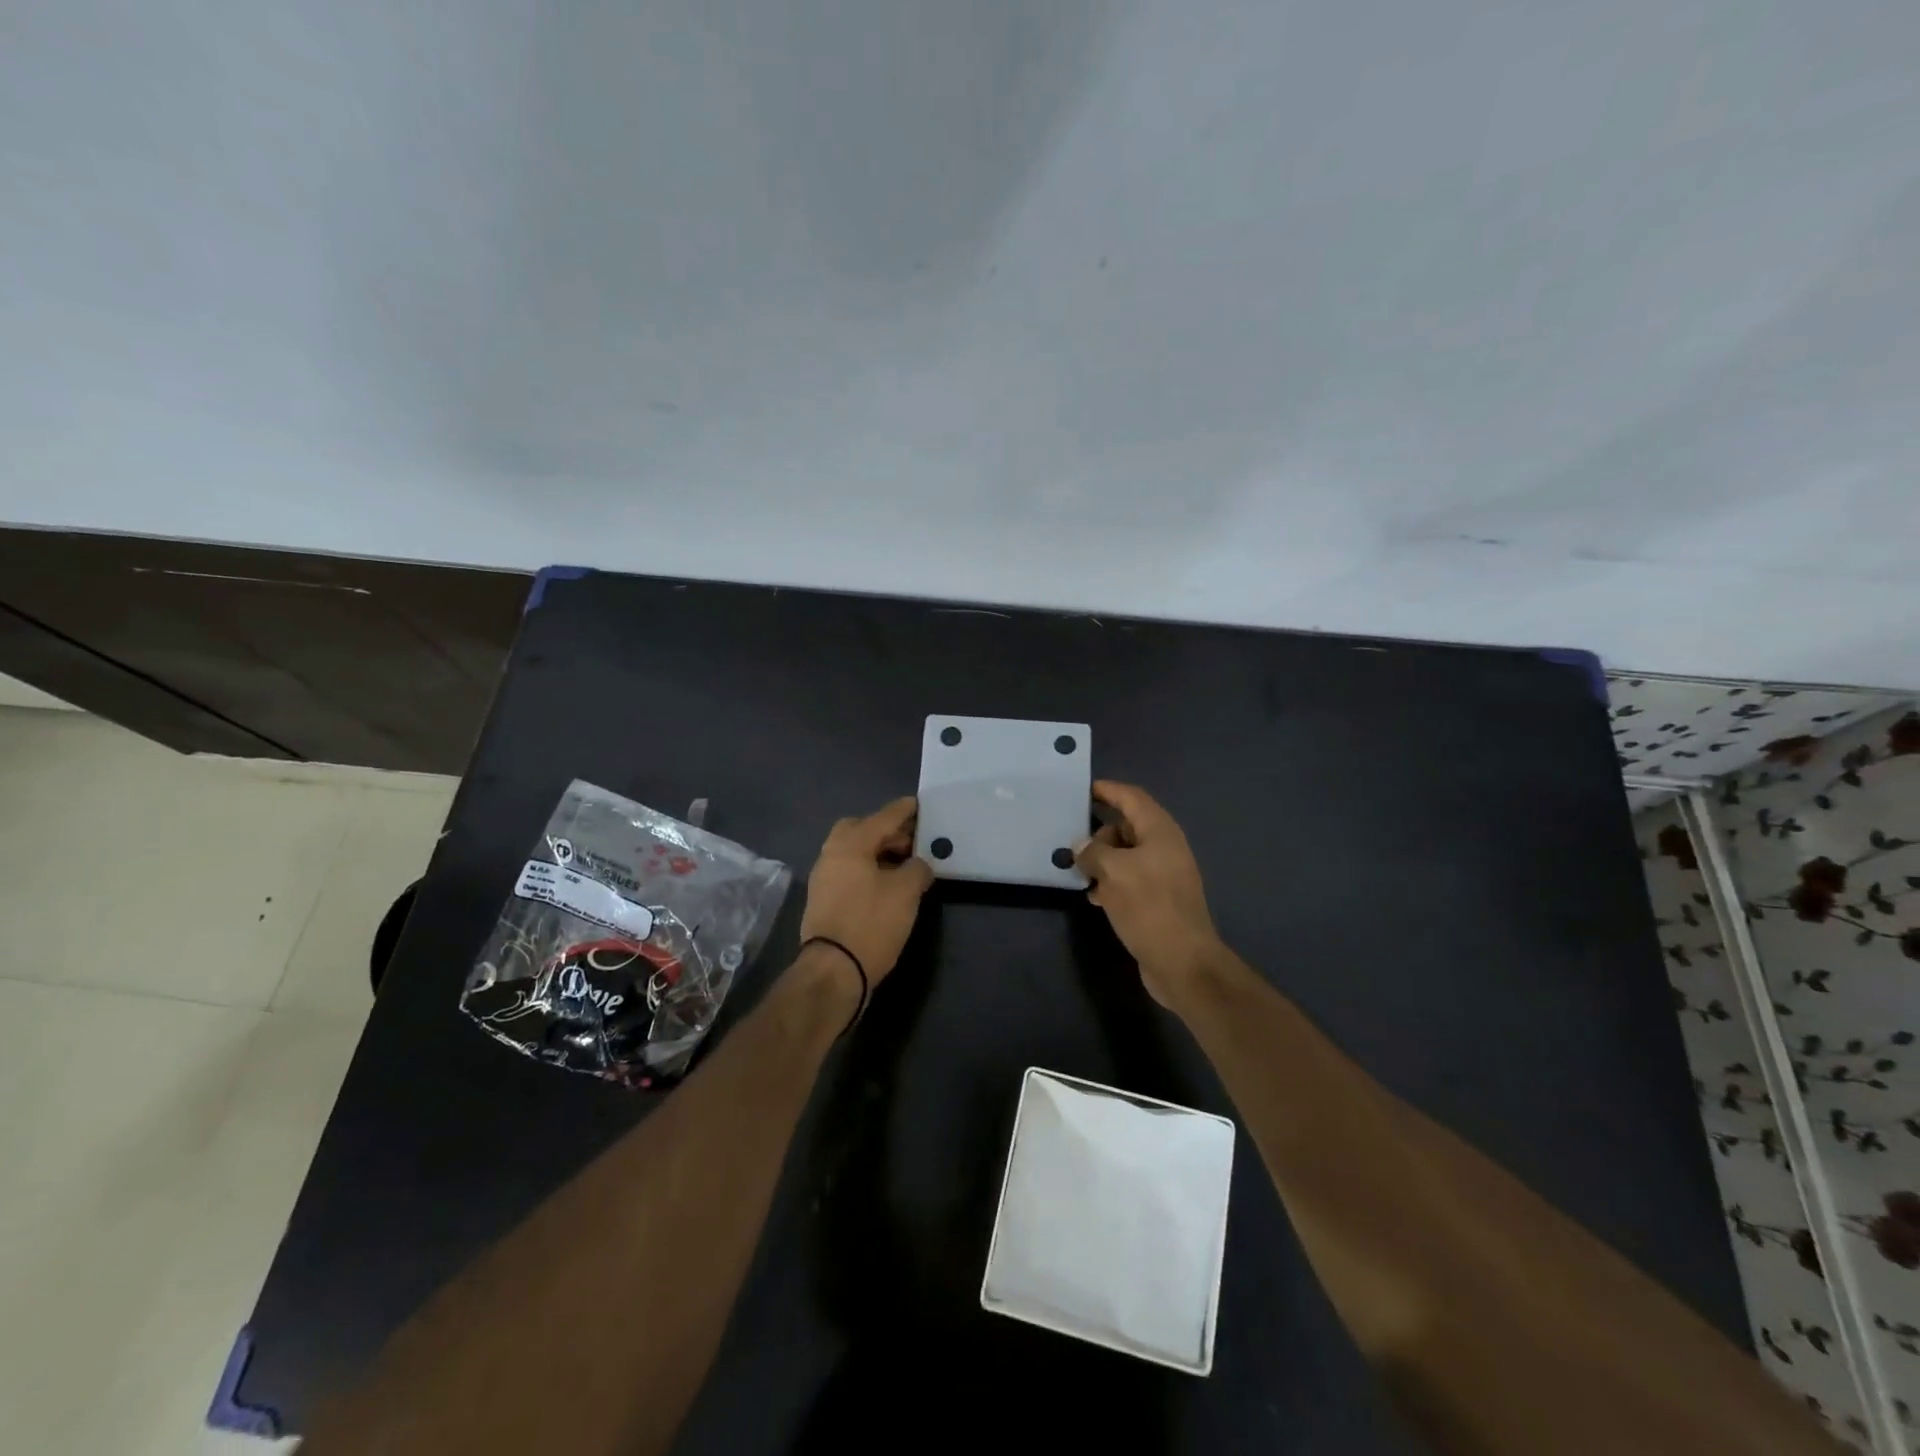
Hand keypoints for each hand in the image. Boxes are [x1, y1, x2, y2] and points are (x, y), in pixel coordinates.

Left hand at [799, 797, 934, 986]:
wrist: (833, 971)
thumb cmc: (871, 923)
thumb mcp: (906, 892)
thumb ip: (917, 869)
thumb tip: (917, 865)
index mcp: (850, 844)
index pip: (882, 818)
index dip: (903, 811)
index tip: (917, 804)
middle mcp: (831, 854)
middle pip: (860, 830)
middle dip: (885, 831)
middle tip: (911, 842)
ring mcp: (823, 878)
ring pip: (852, 852)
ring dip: (877, 852)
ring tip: (903, 866)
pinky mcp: (823, 900)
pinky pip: (848, 871)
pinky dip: (867, 870)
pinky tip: (886, 886)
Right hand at [1074, 781, 1225, 1007]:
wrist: (1183, 962)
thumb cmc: (1149, 907)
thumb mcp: (1113, 873)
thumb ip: (1093, 852)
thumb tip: (1081, 846)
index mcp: (1160, 832)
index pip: (1131, 798)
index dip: (1108, 790)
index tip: (1082, 789)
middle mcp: (1165, 847)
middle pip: (1128, 825)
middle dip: (1100, 831)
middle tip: (1073, 843)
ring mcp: (1164, 874)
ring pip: (1126, 854)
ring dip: (1102, 859)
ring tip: (1078, 870)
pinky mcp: (1158, 899)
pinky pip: (1130, 878)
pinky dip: (1111, 880)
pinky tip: (1093, 895)